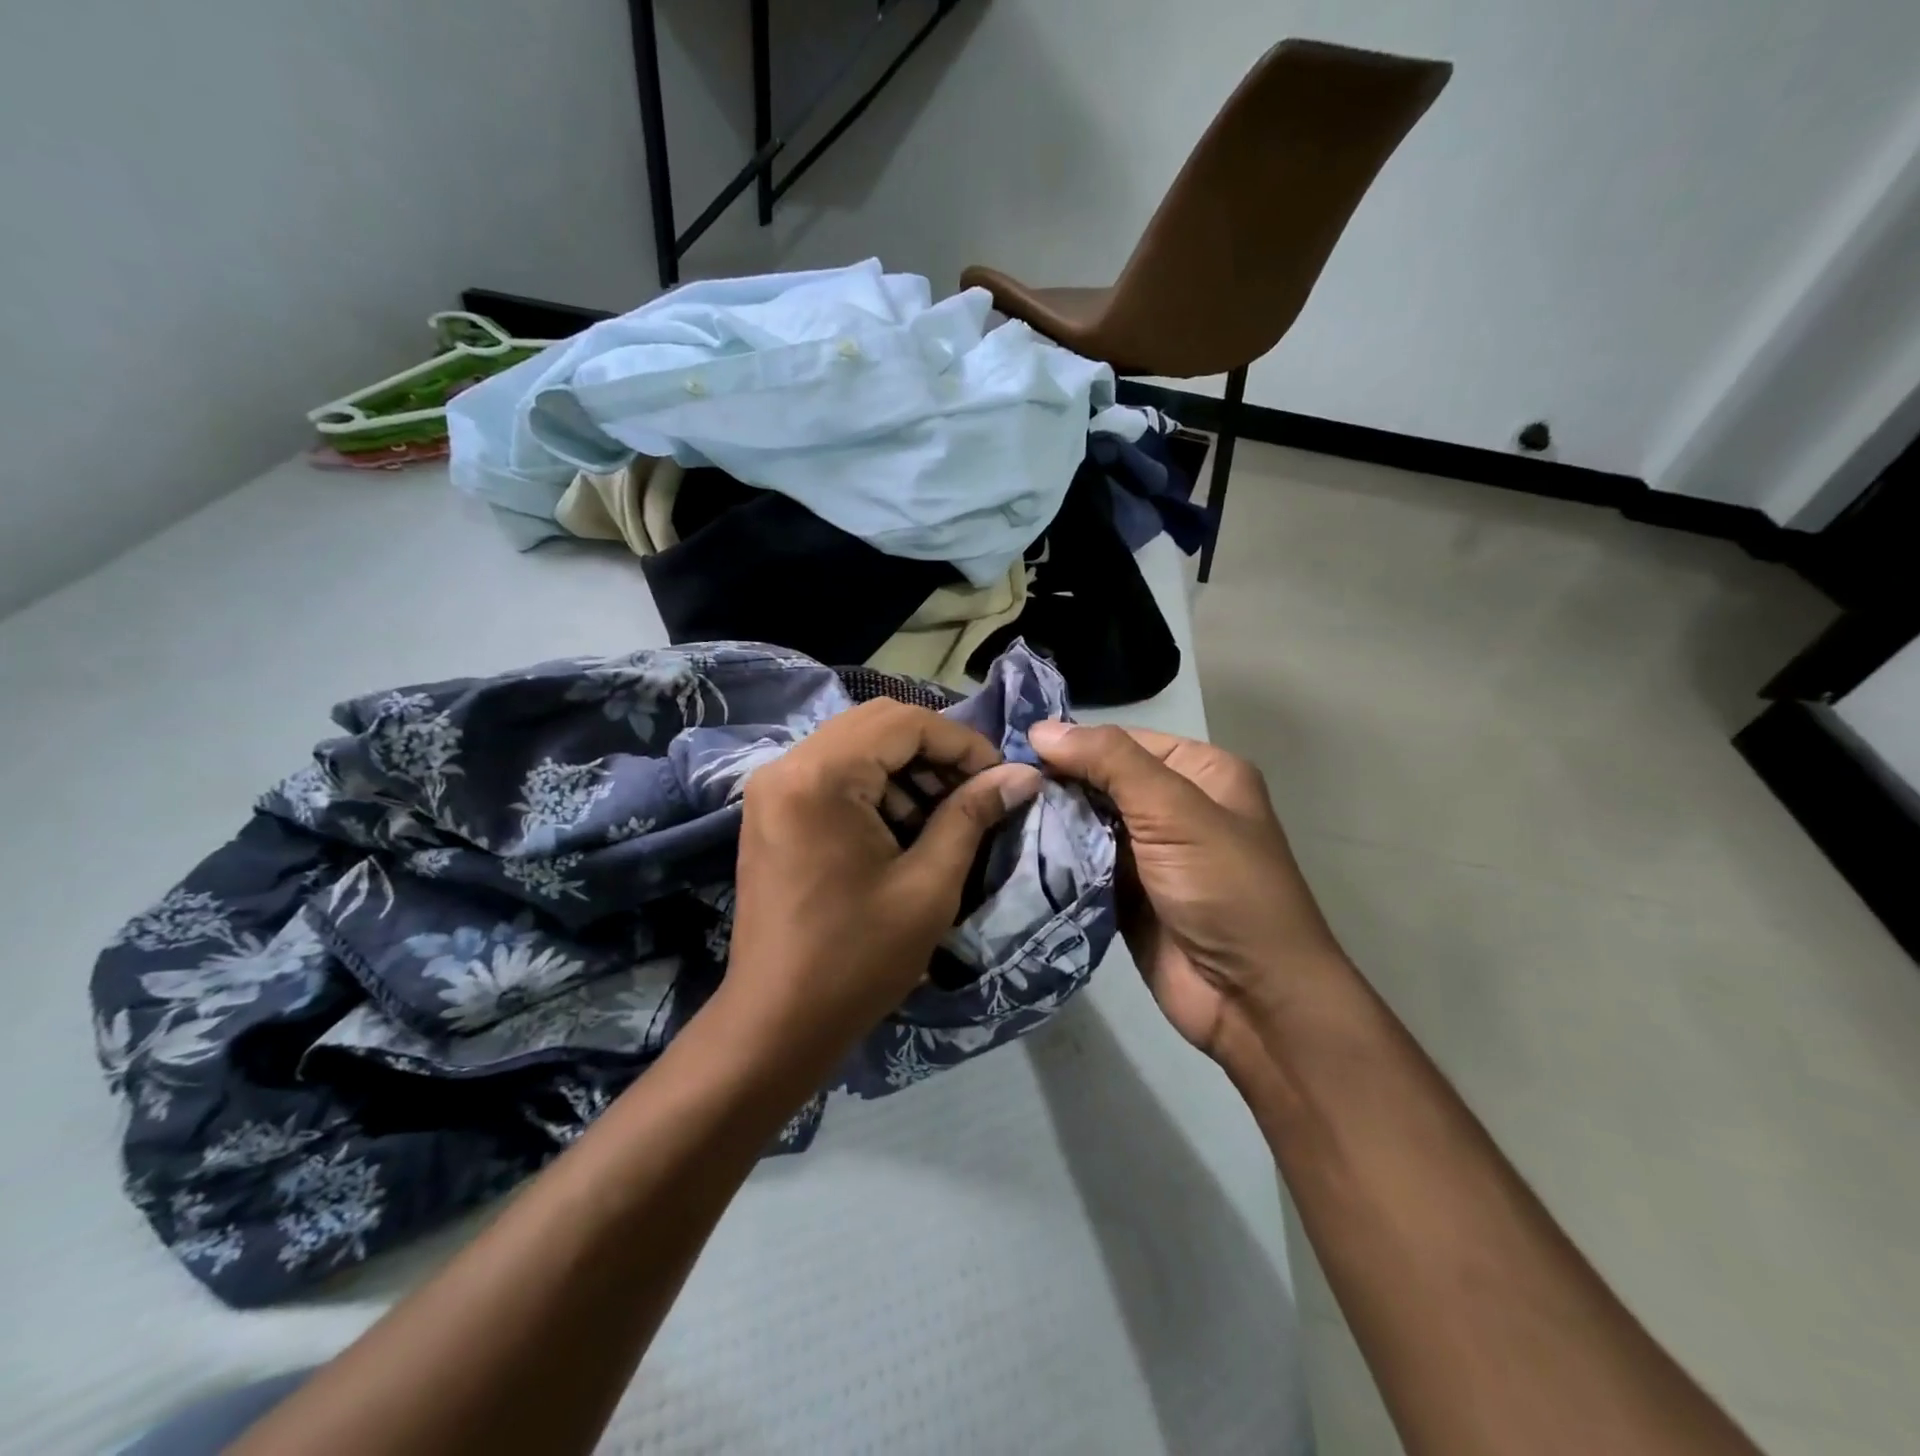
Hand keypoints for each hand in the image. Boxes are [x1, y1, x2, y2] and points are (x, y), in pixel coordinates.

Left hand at [726, 700, 1042, 1060]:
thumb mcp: (929, 885)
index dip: (962, 743)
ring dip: (906, 769)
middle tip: (974, 793)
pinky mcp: (771, 811)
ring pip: (855, 745)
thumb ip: (972, 815)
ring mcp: (773, 788)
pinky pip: (833, 773)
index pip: (904, 722)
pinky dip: (875, 787)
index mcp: (821, 776)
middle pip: (877, 724)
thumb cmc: (857, 959)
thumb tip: (1022, 774)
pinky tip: (902, 829)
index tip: (999, 778)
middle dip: (935, 752)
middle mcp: (787, 765)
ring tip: (943, 816)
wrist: (776, 1024)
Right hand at [1026, 722, 1345, 1063]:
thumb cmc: (1226, 891)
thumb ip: (1110, 762)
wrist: (1253, 1000)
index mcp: (1200, 772)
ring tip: (991, 812)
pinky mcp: (1125, 893)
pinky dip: (1053, 858)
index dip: (1070, 743)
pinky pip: (1082, 864)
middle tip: (992, 783)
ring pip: (1086, 823)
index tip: (1009, 750)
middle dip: (1053, 784)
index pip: (1121, 742)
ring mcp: (1148, 853)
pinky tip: (1009, 848)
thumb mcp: (1175, 812)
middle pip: (1100, 781)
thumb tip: (1041, 728)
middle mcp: (1174, 806)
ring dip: (1048, 822)